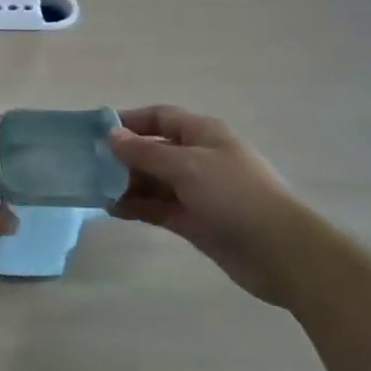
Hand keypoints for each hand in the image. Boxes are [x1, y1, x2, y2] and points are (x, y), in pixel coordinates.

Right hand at [107, 106, 314, 306]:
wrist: (282, 253)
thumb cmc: (235, 196)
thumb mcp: (186, 166)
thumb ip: (145, 152)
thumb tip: (111, 135)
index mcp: (202, 134)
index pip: (159, 116)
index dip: (129, 121)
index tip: (96, 132)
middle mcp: (198, 158)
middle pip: (153, 149)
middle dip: (123, 156)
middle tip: (88, 166)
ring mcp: (197, 191)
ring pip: (153, 181)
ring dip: (126, 184)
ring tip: (94, 190)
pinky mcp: (196, 222)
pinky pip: (159, 208)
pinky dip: (137, 207)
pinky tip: (113, 210)